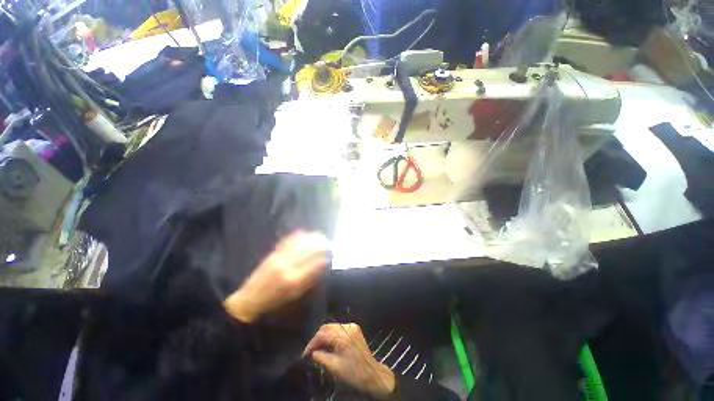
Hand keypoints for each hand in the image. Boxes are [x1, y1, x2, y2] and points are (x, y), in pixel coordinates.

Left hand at [223, 231, 328, 323]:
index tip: (331, 253)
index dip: (325, 256)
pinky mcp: (273, 254)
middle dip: (321, 244)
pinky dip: (298, 236)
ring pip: (300, 243)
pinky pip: (288, 241)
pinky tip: (304, 233)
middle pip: (309, 250)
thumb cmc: (274, 301)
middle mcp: (288, 266)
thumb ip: (310, 279)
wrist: (249, 299)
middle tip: (328, 242)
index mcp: (295, 279)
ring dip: (311, 238)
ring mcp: (279, 258)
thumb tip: (323, 265)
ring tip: (319, 236)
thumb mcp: (295, 294)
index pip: (315, 263)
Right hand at [303, 323, 395, 399]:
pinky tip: (328, 344)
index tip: (305, 353)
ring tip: (317, 348)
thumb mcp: (335, 367)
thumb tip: (312, 352)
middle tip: (310, 350)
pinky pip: (339, 329)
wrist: (372, 374)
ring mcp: (352, 327)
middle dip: (318, 338)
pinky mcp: (354, 329)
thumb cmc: (354, 373)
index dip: (312, 342)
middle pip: (327, 327)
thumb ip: (321, 357)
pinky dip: (332, 335)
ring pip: (333, 327)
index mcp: (343, 336)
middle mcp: (348, 327)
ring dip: (324, 336)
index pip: (323, 334)